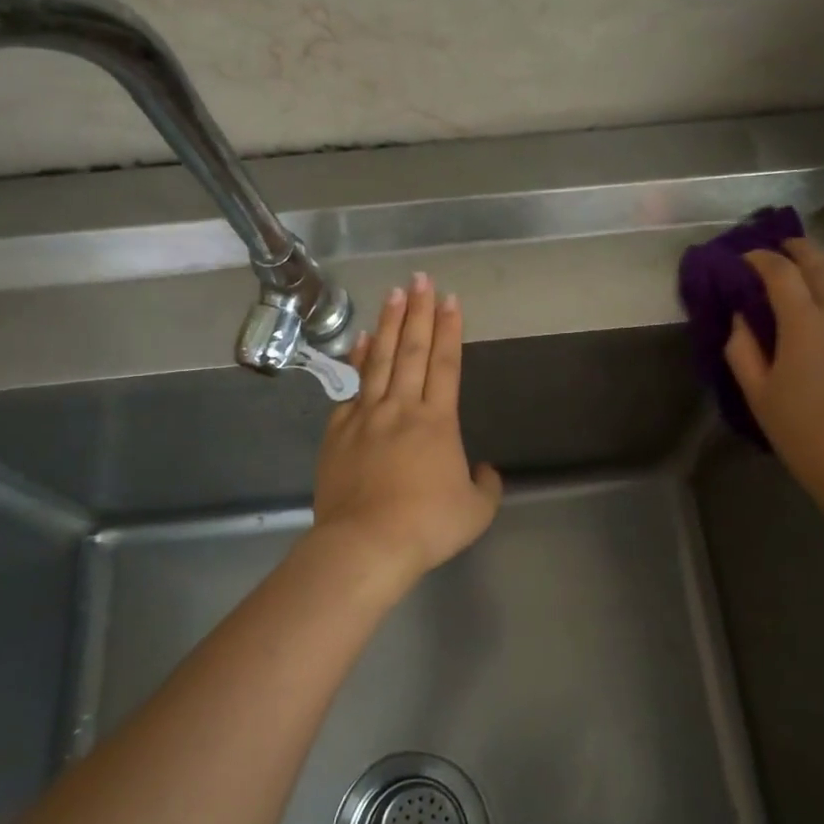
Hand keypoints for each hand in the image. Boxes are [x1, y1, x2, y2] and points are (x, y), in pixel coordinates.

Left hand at [311, 272, 503, 587]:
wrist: (366, 544)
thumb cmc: (427, 526)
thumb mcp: (475, 511)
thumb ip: (485, 486)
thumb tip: (484, 470)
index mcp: (438, 421)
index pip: (446, 363)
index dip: (449, 329)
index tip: (449, 298)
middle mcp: (401, 408)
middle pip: (412, 350)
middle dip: (418, 311)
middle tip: (420, 278)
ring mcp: (366, 417)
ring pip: (379, 360)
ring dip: (387, 324)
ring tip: (392, 294)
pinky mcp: (338, 433)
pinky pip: (351, 388)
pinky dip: (357, 361)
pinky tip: (359, 342)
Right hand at [724, 238, 823, 513]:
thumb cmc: (804, 434)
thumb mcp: (758, 394)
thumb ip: (742, 349)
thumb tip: (741, 318)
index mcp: (806, 322)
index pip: (781, 271)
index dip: (759, 258)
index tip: (744, 258)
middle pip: (820, 261)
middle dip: (795, 249)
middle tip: (776, 250)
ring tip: (813, 266)